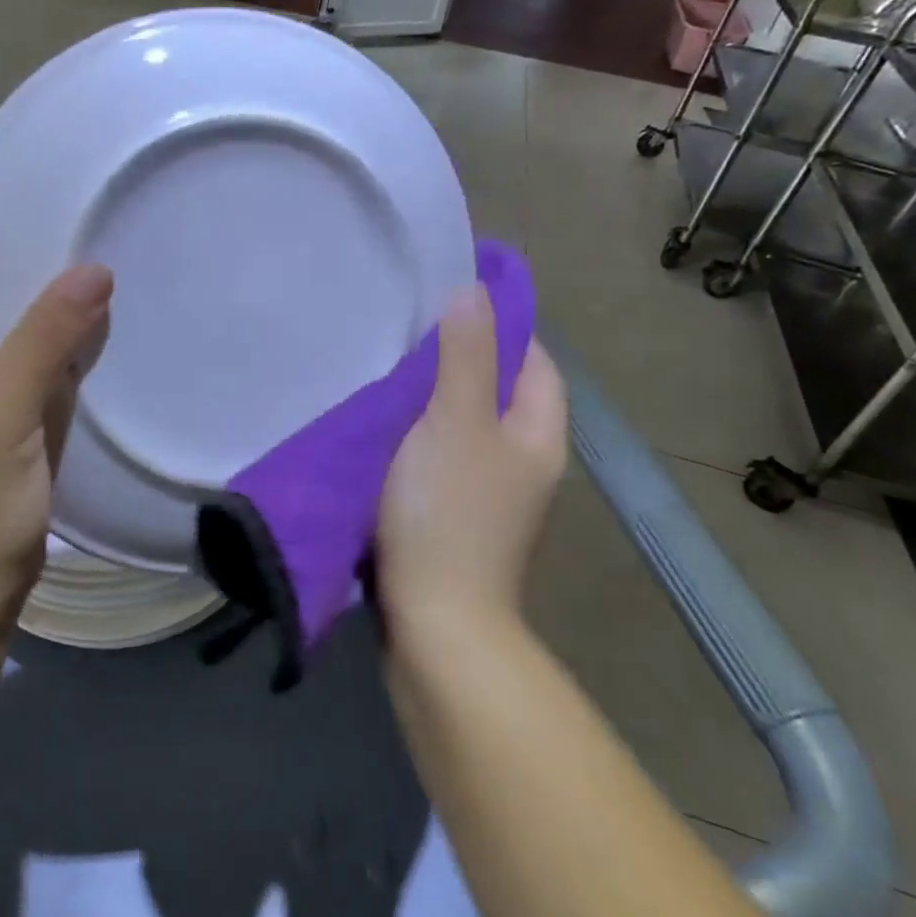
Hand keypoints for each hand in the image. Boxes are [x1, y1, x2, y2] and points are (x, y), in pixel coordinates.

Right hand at [376, 284, 567, 646]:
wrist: (434, 626)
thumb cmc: (449, 513)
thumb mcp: (456, 421)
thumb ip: (466, 355)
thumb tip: (474, 290)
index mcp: (538, 436)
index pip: (534, 361)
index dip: (501, 326)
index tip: (451, 300)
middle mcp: (522, 463)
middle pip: (496, 392)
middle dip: (457, 359)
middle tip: (405, 330)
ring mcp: (488, 495)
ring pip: (461, 426)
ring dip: (429, 400)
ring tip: (384, 368)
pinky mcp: (452, 518)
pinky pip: (436, 458)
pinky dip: (413, 438)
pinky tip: (377, 427)